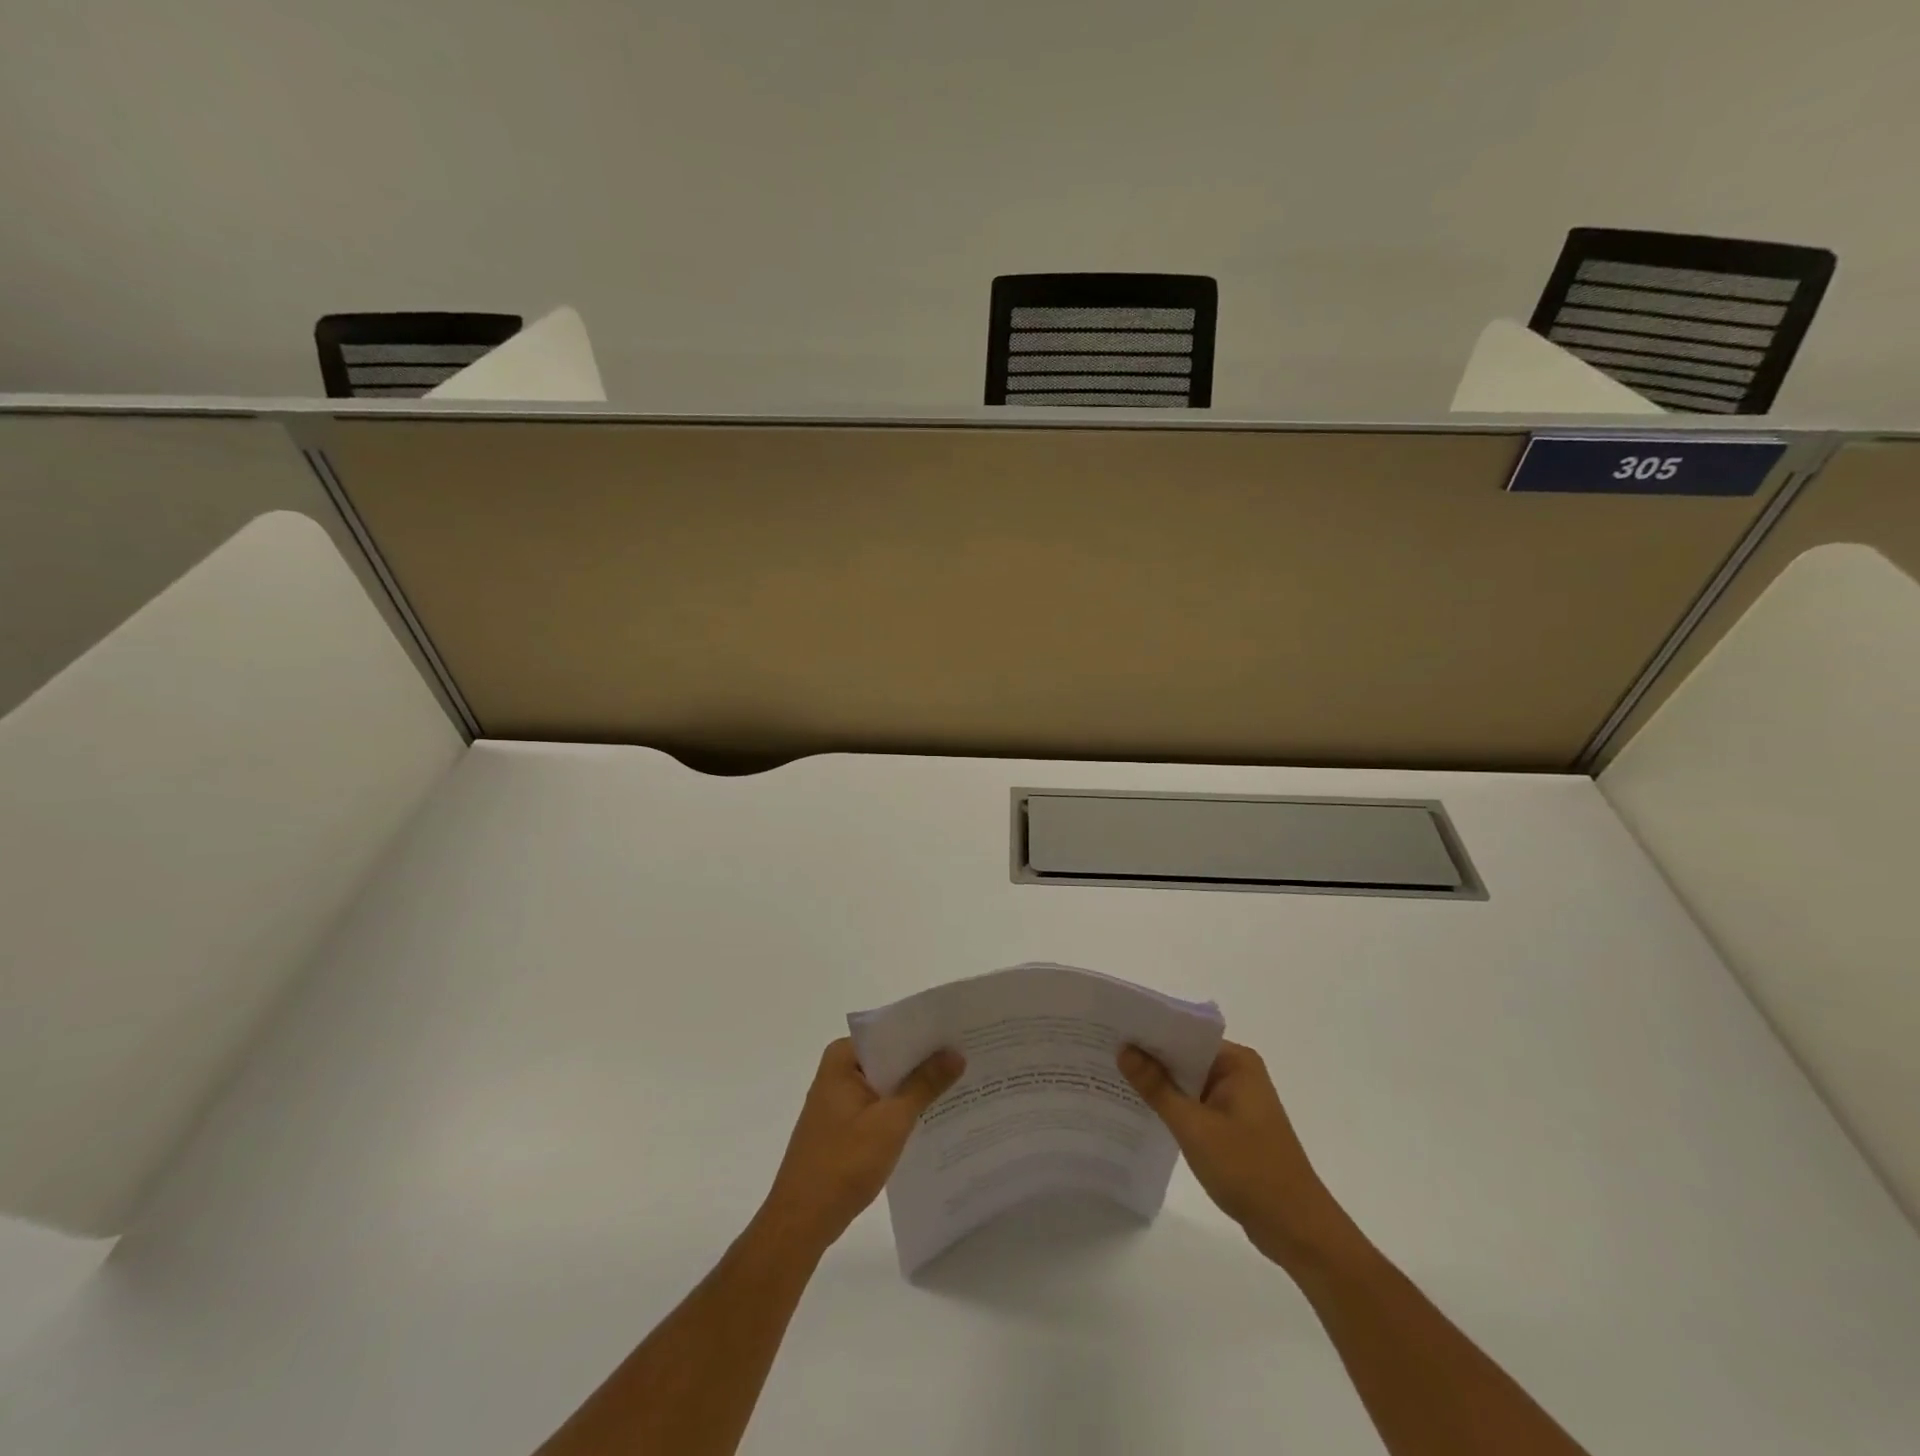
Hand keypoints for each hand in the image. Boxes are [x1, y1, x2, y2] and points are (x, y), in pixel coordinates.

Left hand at [761, 1038, 964, 1254]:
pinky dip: (902, 1108)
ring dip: (916, 1086)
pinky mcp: (844, 1125)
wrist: (801, 1222)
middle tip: (968, 1055)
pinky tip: (934, 1115)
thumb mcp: (891, 1121)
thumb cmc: (844, 1163)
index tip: (960, 1033)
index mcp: (842, 1058)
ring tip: (961, 1082)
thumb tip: (955, 1053)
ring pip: (887, 1083)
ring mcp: (840, 1100)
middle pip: (890, 1056)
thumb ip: (924, 1084)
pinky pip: (880, 1104)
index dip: (925, 1033)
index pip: (890, 1032)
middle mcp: (838, 1071)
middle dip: (925, 1060)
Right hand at [1119, 1040, 1352, 1267]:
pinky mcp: (1233, 1127)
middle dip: (1148, 1058)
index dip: (1148, 1032)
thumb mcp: (1195, 1127)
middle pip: (1184, 1056)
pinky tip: (1141, 1111)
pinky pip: (1194, 1105)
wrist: (1297, 1231)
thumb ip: (1157, 1087)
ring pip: (1187, 1082)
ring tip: (1112, 1077)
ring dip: (1159, 1084)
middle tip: (1103, 1052)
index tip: (1111, 1030)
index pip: (1184, 1034)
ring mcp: (1236, 1101)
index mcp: (1236, 1062)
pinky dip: (1172, 1107)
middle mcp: (1238, 1073)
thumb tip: (1124, 1049)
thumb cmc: (1249, 1170)